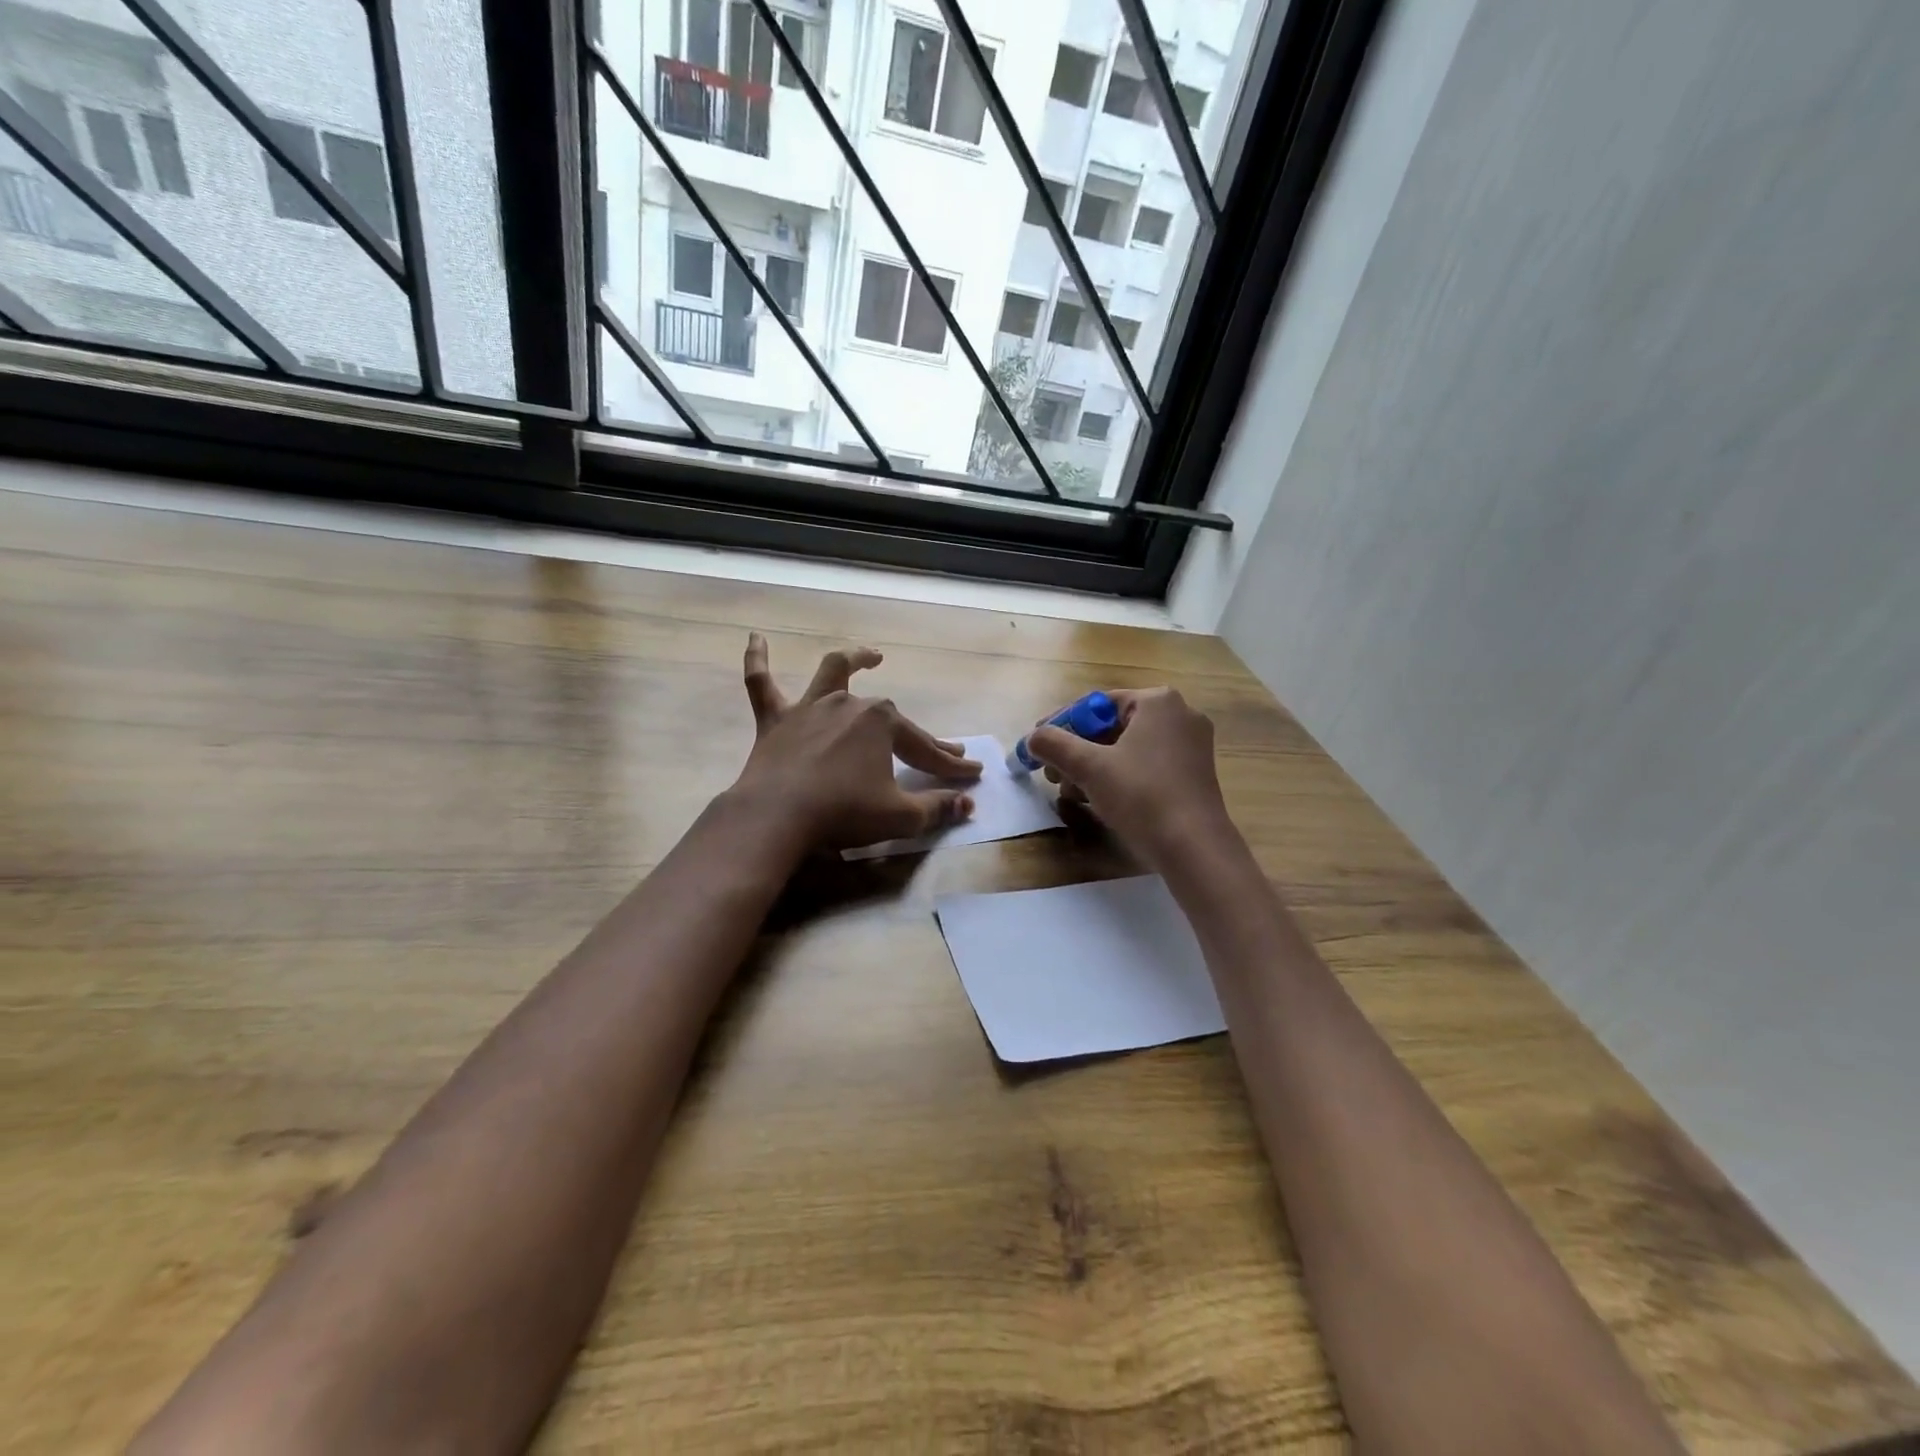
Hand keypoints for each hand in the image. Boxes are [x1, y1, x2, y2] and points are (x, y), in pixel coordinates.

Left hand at [729, 633, 980, 851]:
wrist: (776, 817)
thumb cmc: (843, 813)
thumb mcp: (900, 816)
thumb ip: (937, 807)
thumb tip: (969, 803)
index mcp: (883, 722)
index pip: (925, 748)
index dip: (950, 764)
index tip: (972, 773)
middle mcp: (849, 704)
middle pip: (890, 718)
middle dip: (918, 736)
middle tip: (939, 750)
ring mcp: (810, 708)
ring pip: (833, 674)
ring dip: (854, 661)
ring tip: (871, 655)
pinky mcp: (774, 721)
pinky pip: (761, 683)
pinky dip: (758, 659)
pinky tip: (755, 638)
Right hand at [1026, 688, 1232, 871]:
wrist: (1194, 848)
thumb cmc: (1142, 796)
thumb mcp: (1089, 768)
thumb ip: (1054, 745)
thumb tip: (1031, 738)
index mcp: (1158, 701)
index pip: (1096, 705)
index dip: (1061, 725)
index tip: (1037, 747)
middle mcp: (1180, 714)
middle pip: (1111, 726)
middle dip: (1077, 751)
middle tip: (1052, 774)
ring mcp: (1191, 745)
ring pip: (1127, 748)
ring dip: (1094, 767)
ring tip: (1071, 793)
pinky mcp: (1193, 773)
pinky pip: (1146, 764)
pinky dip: (1119, 776)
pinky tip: (1099, 800)